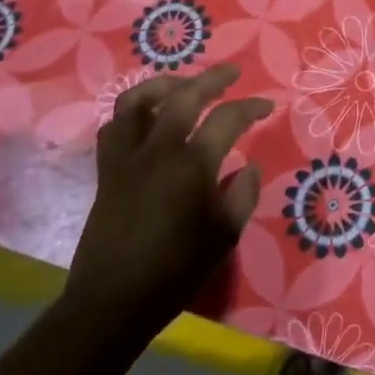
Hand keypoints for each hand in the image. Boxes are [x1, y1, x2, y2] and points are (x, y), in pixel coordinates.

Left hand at [59, 64, 272, 330]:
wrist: (113, 301)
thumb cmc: (176, 270)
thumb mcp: (225, 235)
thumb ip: (243, 194)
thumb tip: (249, 167)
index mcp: (193, 164)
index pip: (228, 118)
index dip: (251, 107)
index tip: (267, 105)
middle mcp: (158, 149)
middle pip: (184, 95)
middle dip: (212, 79)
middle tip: (231, 73)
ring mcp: (127, 157)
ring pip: (138, 100)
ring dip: (164, 84)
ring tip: (183, 84)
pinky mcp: (106, 170)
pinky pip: (114, 126)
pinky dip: (132, 112)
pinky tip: (146, 117)